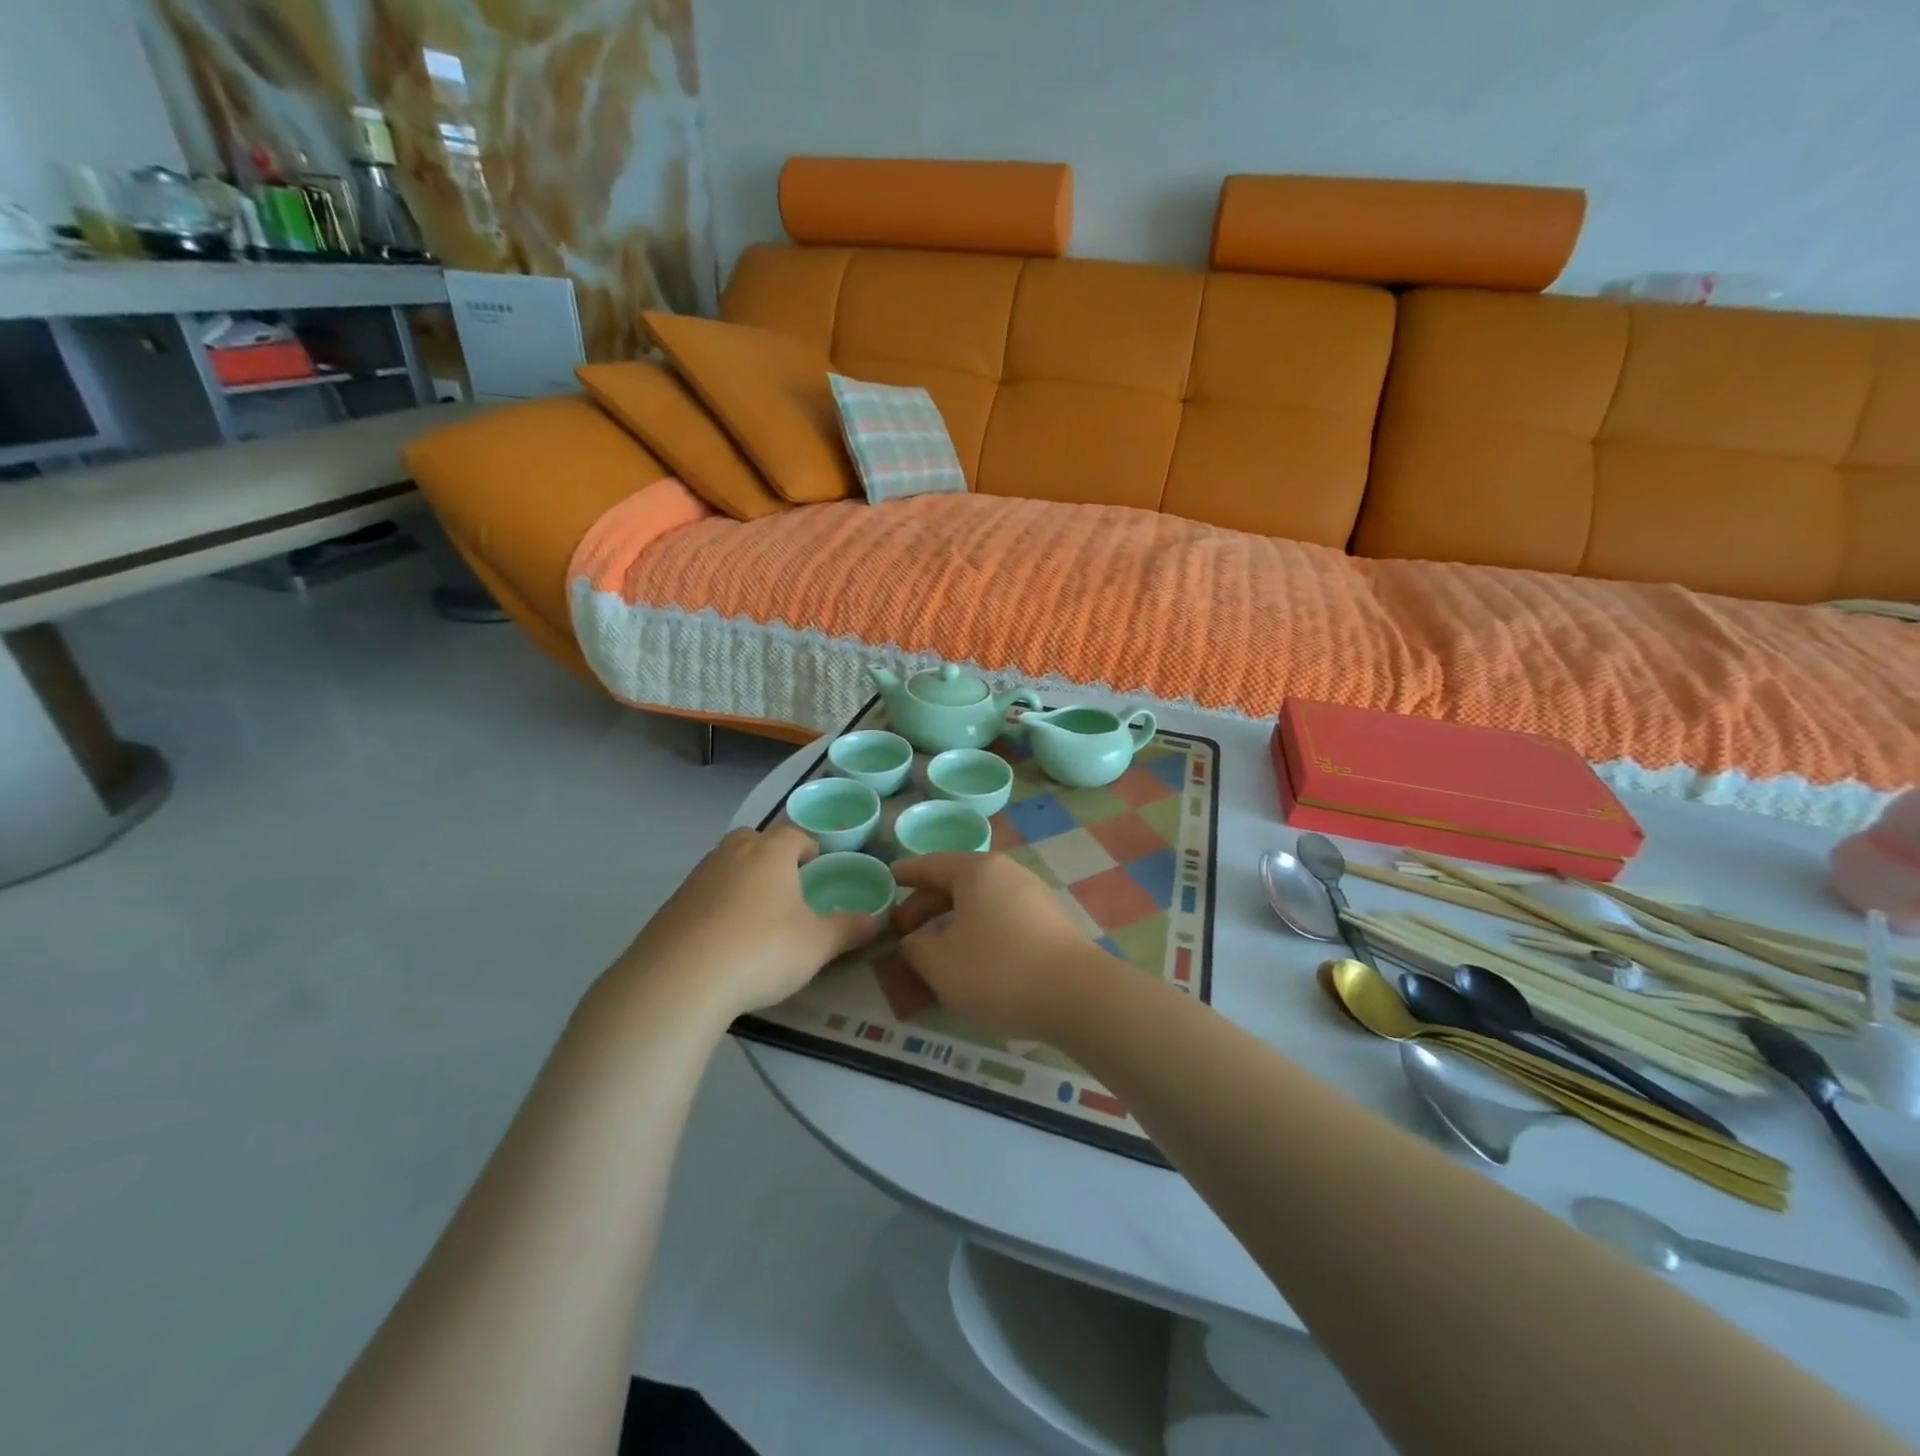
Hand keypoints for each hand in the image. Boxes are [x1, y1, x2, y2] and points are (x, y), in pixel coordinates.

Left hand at [615, 826, 880, 1018]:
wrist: (680, 980)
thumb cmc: (762, 949)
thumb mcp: (817, 945)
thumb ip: (848, 930)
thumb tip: (876, 921)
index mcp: (770, 854)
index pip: (792, 834)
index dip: (806, 846)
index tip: (815, 863)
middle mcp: (731, 856)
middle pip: (751, 840)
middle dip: (768, 854)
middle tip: (783, 883)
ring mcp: (696, 880)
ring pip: (723, 866)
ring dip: (739, 880)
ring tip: (753, 915)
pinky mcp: (669, 908)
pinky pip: (700, 897)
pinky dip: (713, 908)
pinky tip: (722, 941)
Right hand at [891, 853, 1115, 1042]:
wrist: (1077, 996)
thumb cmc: (998, 971)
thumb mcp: (940, 964)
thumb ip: (916, 949)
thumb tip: (914, 941)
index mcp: (977, 871)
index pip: (932, 865)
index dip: (906, 873)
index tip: (887, 878)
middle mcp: (1007, 873)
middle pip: (957, 883)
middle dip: (926, 905)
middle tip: (902, 930)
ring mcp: (1033, 896)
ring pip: (981, 902)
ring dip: (953, 921)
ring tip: (935, 949)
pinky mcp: (1050, 923)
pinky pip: (1001, 918)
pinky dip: (978, 931)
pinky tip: (973, 959)